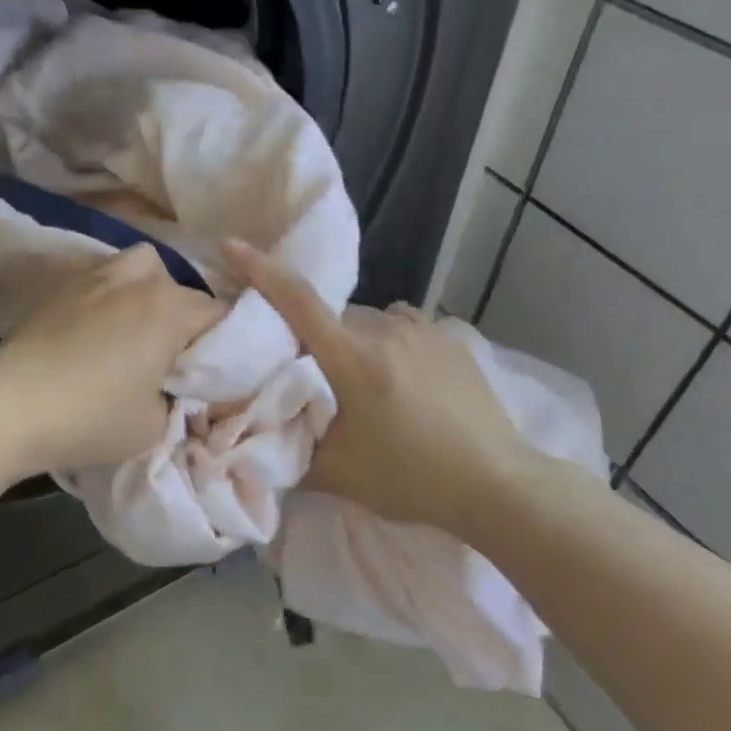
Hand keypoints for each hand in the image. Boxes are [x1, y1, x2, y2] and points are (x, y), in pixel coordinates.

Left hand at [0, 245, 224, 474]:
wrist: (9, 408)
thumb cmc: (91, 418)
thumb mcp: (155, 425)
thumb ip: (180, 400)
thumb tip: (178, 389)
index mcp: (169, 309)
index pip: (219, 314)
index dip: (224, 345)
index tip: (211, 374)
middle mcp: (136, 281)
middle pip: (180, 287)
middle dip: (186, 318)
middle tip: (173, 358)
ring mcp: (93, 278)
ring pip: (139, 267)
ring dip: (148, 292)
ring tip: (136, 329)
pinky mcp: (58, 289)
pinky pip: (101, 279)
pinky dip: (110, 296)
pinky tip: (95, 330)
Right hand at [223, 238, 535, 535]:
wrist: (499, 486)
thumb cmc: (411, 479)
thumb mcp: (337, 474)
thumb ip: (288, 449)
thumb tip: (251, 439)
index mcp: (354, 359)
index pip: (298, 301)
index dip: (261, 270)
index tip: (232, 244)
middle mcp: (387, 331)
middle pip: (330, 318)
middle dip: (312, 337)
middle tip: (309, 374)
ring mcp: (423, 331)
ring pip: (366, 322)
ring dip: (351, 341)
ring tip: (360, 384)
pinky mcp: (449, 339)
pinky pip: (399, 327)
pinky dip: (384, 343)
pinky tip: (397, 378)